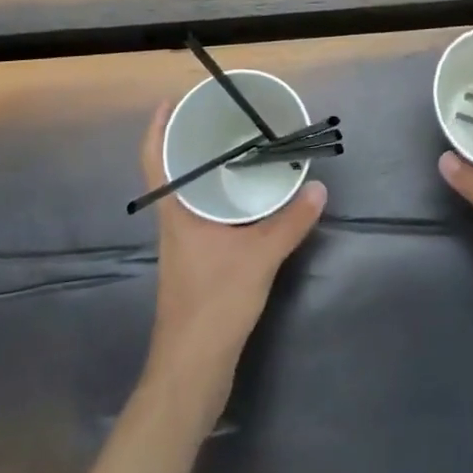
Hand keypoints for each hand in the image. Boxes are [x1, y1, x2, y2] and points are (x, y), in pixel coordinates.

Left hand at [138, 102, 326, 413]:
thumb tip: (318, 188)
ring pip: (190, 196)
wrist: (192, 370)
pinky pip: (205, 216)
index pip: (155, 160)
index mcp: (176, 213)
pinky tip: (247, 201)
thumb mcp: (259, 257)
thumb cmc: (213, 304)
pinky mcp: (196, 265)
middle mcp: (174, 223)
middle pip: (173, 173)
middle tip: (220, 118)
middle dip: (190, 144)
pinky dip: (220, 199)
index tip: (171, 101)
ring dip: (206, 172)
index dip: (158, 128)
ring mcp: (183, 246)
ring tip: (237, 150)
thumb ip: (290, 222)